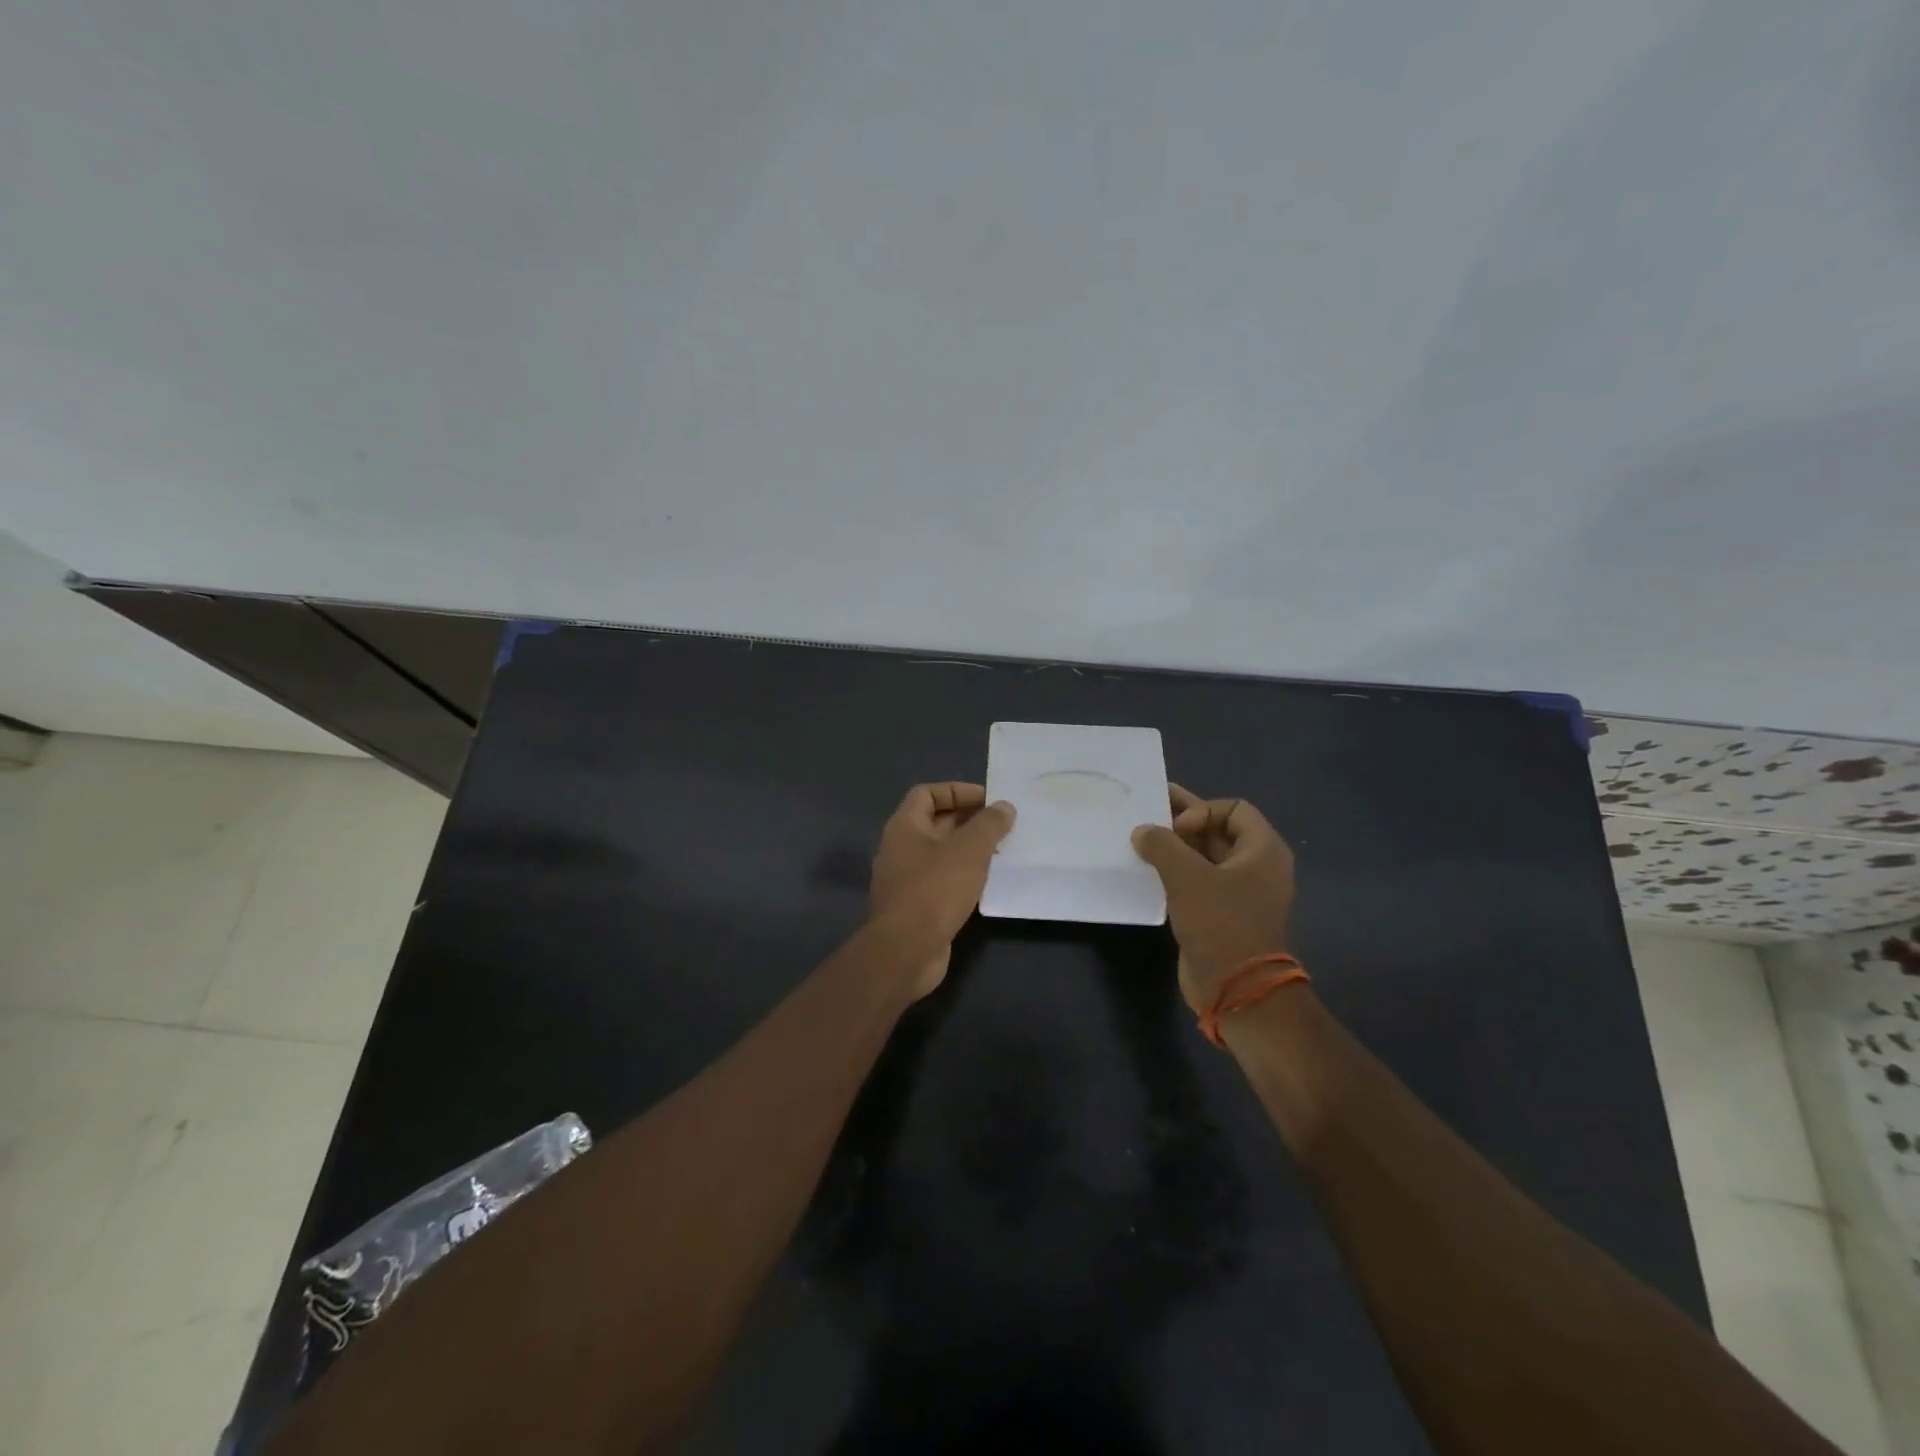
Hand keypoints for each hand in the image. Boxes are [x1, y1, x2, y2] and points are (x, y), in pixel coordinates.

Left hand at [870, 782, 1015, 998]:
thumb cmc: (934, 890)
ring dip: (969, 849)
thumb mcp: (969, 850)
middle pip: (935, 822)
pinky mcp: (916, 905)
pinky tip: (989, 882)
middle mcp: (900, 848)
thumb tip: (1004, 807)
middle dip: (968, 820)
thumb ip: (989, 825)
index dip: (957, 791)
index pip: (927, 793)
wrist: (906, 951)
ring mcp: (906, 879)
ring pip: (941, 853)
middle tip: (1003, 825)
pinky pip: (942, 880)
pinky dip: (964, 875)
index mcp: (904, 826)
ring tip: (1002, 851)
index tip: (988, 800)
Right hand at [1132, 786, 1296, 1015]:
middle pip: (1217, 830)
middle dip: (1182, 821)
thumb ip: (1162, 845)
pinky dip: (1175, 872)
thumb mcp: (1187, 876)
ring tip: (1140, 838)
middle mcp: (1256, 866)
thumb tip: (1142, 831)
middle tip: (1146, 810)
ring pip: (1204, 857)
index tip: (1176, 828)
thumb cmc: (1220, 923)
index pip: (1233, 809)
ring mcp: (1240, 892)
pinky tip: (1147, 870)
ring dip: (1175, 847)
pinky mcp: (1221, 914)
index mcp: (1263, 850)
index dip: (1202, 810)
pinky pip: (1198, 881)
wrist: (1235, 988)